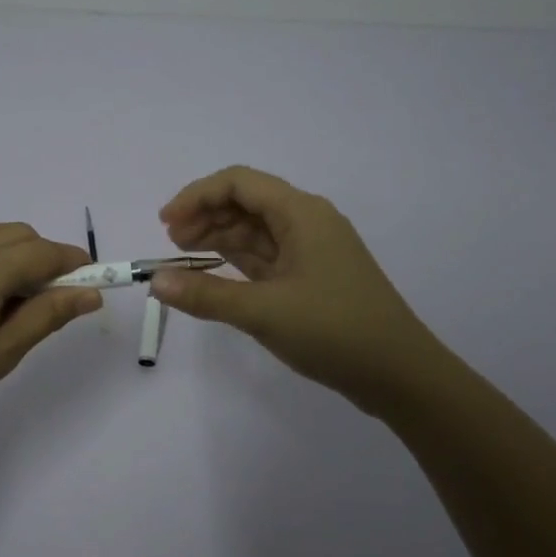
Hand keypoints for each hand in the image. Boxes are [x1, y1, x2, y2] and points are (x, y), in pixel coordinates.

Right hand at [151, 166, 434, 417]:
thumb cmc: (334, 331)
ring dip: (219, 238)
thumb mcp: (264, 312)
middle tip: (171, 244)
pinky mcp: (312, 277)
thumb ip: (206, 295)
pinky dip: (238, 261)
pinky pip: (267, 256)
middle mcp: (308, 222)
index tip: (164, 223)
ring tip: (184, 258)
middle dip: (205, 216)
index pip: (239, 183)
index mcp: (302, 213)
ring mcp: (312, 250)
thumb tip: (155, 281)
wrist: (399, 374)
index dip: (196, 196)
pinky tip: (214, 274)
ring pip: (256, 230)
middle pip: (247, 202)